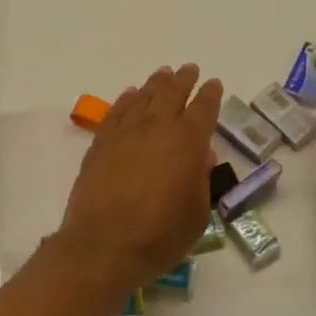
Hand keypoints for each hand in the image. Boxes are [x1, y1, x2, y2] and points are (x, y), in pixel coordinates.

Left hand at [56, 64, 221, 293]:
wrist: (104, 245)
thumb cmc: (160, 236)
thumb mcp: (197, 214)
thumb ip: (201, 180)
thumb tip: (202, 156)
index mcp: (188, 142)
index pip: (204, 108)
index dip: (210, 94)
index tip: (213, 84)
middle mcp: (158, 127)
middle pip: (173, 93)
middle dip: (183, 79)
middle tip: (189, 70)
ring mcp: (126, 132)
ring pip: (144, 96)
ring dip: (156, 83)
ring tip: (163, 74)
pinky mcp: (101, 142)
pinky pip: (117, 111)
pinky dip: (127, 99)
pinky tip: (131, 95)